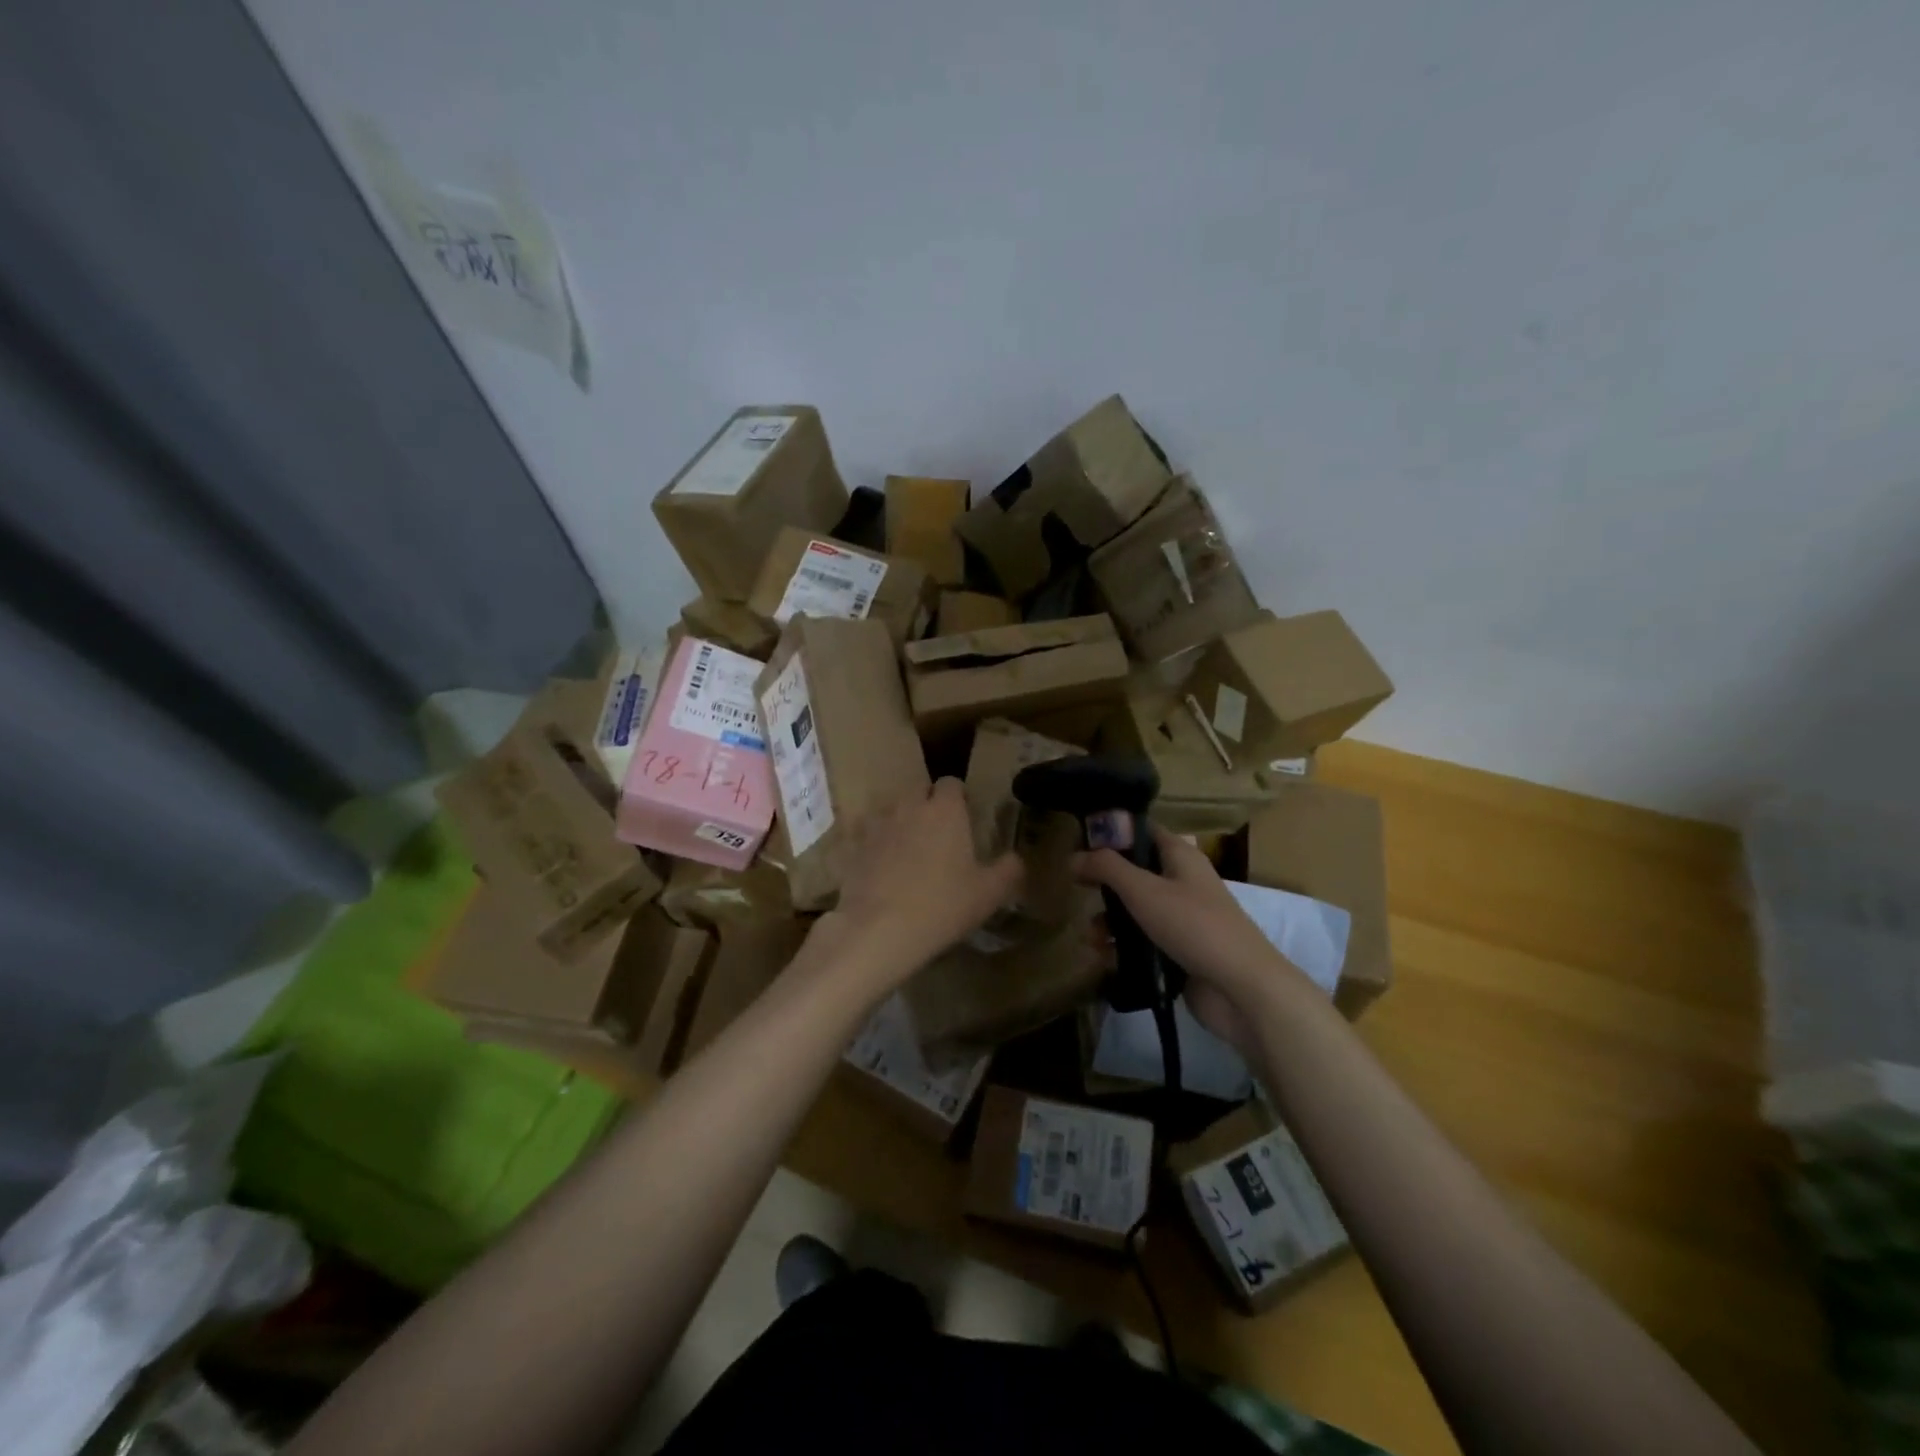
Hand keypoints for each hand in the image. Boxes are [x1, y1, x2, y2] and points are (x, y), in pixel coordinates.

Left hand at [817, 778, 1022, 991]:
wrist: (879, 930)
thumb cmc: (942, 906)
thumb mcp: (989, 894)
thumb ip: (1009, 870)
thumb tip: (1017, 859)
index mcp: (945, 809)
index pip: (952, 783)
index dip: (959, 797)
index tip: (965, 816)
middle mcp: (909, 806)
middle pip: (919, 790)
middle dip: (928, 804)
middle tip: (940, 834)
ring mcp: (877, 825)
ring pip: (891, 810)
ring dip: (900, 821)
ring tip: (908, 850)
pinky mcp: (852, 846)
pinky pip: (865, 835)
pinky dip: (874, 844)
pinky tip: (879, 866)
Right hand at [1073, 826, 1309, 1052]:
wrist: (1241, 989)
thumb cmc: (1193, 926)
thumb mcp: (1143, 890)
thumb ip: (1106, 869)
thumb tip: (1072, 857)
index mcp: (1181, 857)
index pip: (1143, 832)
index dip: (1112, 833)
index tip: (1080, 843)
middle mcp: (1183, 882)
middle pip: (1136, 872)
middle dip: (1105, 883)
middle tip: (1077, 889)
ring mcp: (1183, 919)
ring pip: (1137, 910)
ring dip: (1110, 920)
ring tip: (1091, 937)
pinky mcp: (1180, 952)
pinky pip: (1144, 942)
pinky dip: (1123, 947)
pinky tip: (1104, 958)